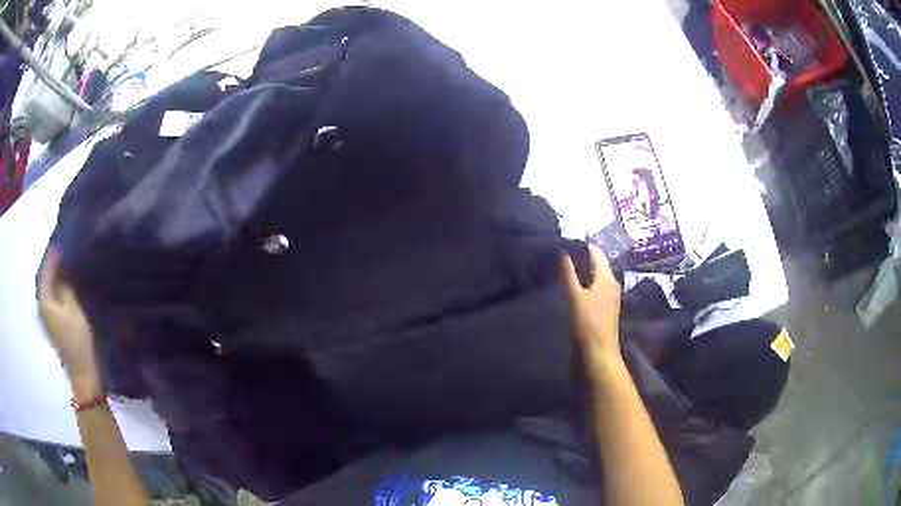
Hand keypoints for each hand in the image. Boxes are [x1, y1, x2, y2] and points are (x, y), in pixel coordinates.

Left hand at [38, 251, 101, 398]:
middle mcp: (42, 307)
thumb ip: (66, 285)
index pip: (46, 270)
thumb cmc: (78, 340)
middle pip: (45, 279)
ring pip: (49, 290)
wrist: (83, 376)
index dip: (54, 255)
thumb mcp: (74, 308)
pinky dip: (57, 290)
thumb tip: (63, 266)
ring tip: (67, 266)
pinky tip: (66, 287)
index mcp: (44, 300)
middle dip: (54, 265)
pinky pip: (52, 299)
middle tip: (66, 251)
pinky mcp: (53, 326)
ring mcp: (47, 318)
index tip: (64, 240)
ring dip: (56, 278)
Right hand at [561, 244, 622, 379]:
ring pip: (592, 279)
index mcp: (607, 278)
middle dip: (578, 259)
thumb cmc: (588, 324)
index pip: (595, 252)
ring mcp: (606, 300)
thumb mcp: (575, 296)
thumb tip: (562, 249)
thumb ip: (568, 273)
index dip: (580, 245)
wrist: (597, 357)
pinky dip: (580, 287)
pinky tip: (566, 290)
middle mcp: (610, 285)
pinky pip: (590, 291)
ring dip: (578, 274)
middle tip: (556, 256)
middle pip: (594, 265)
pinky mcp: (601, 312)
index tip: (560, 242)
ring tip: (557, 271)